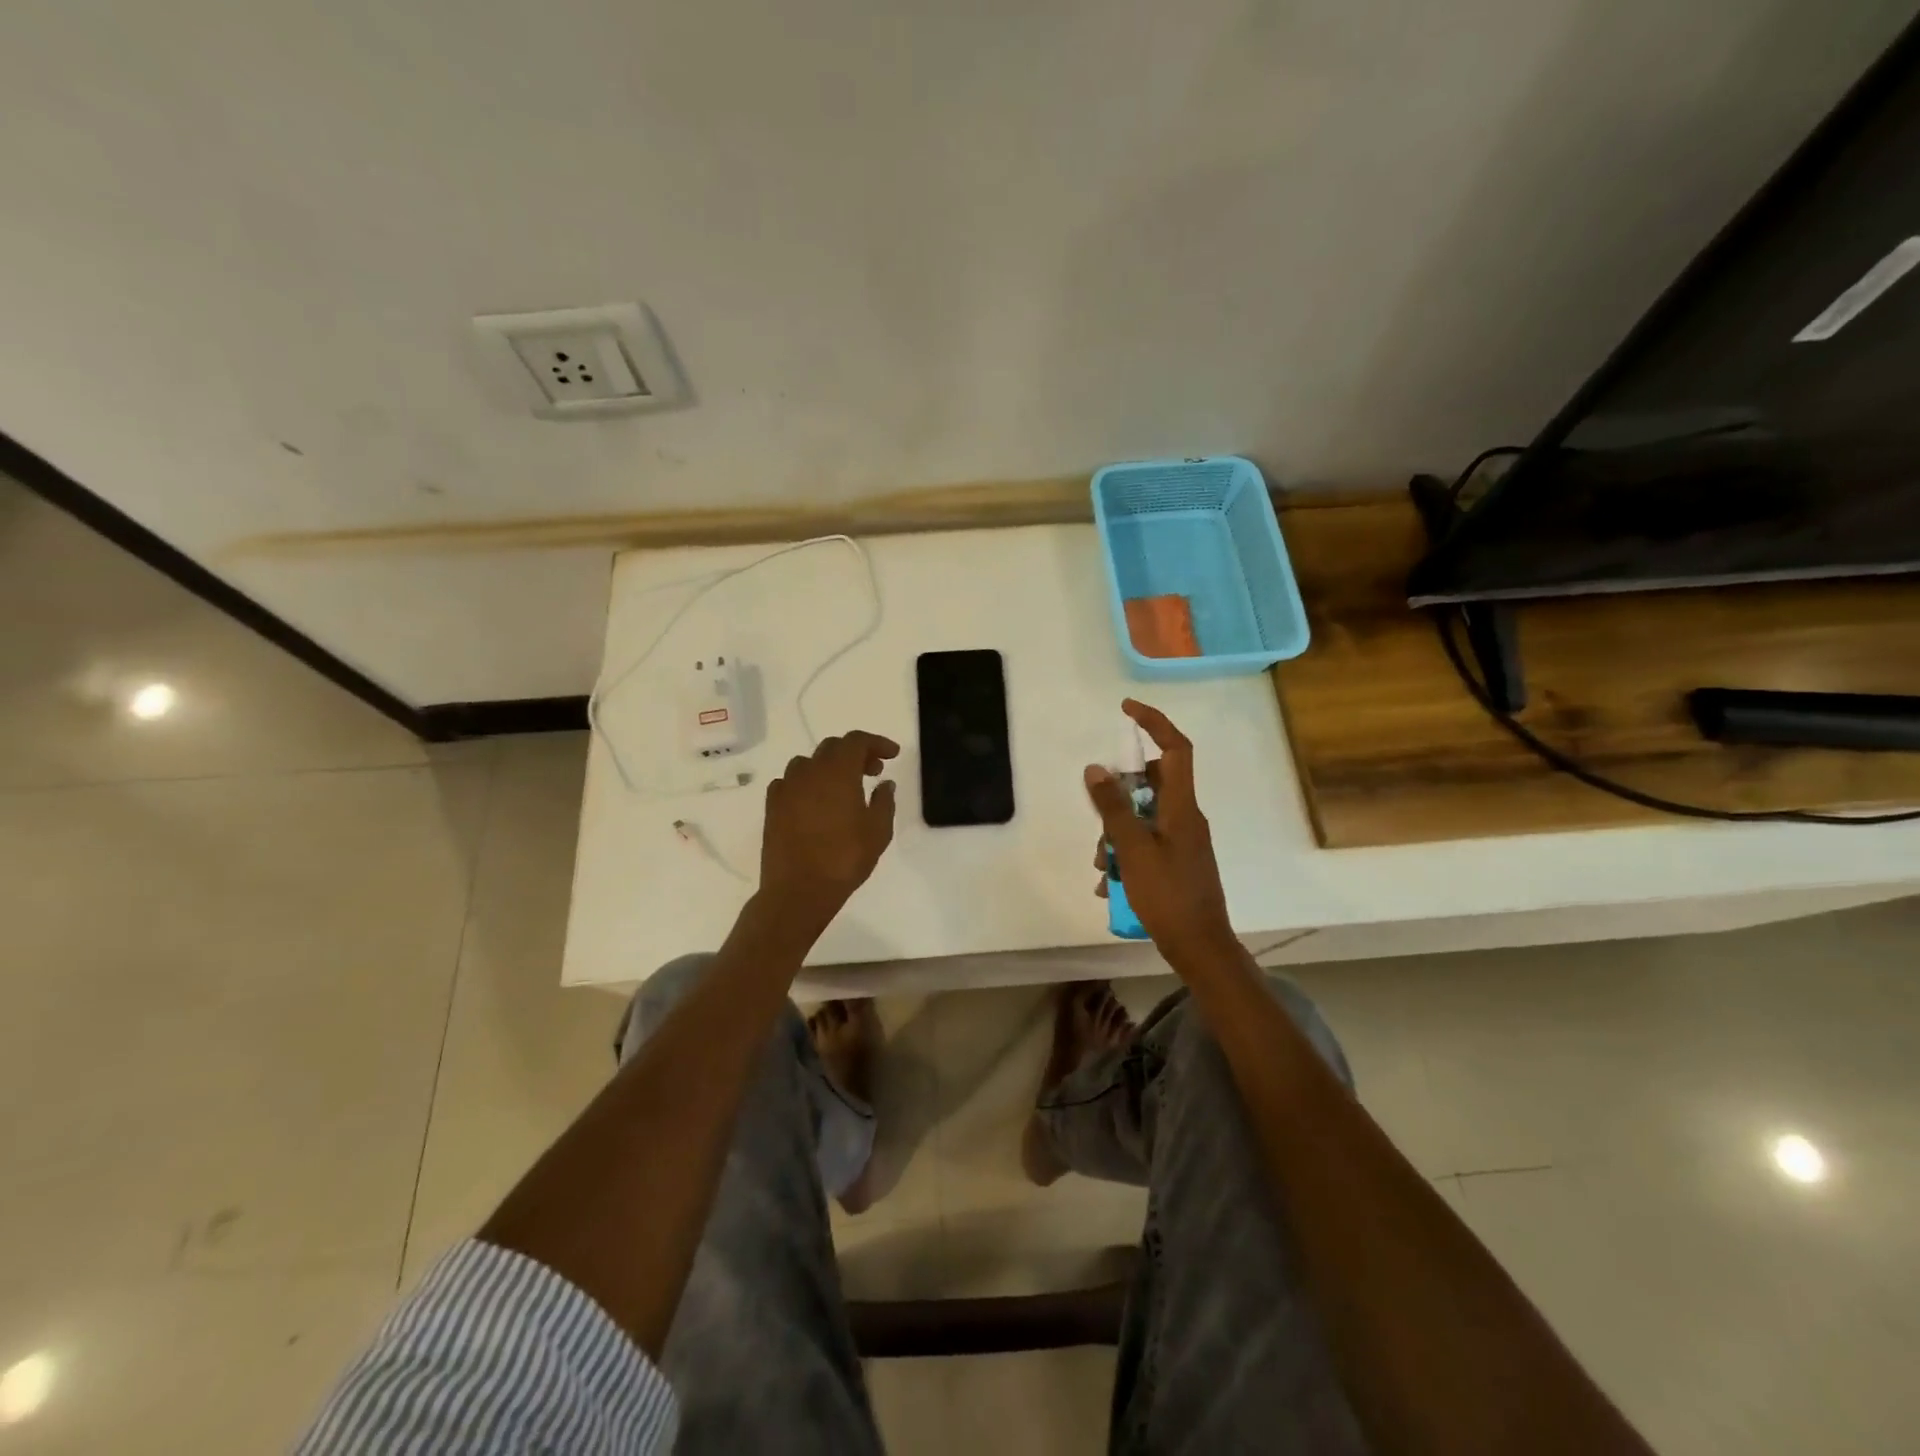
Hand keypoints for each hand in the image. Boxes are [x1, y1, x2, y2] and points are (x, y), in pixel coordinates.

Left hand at [759, 731, 899, 934]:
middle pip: (832, 747)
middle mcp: (809, 772)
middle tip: (873, 771)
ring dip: (829, 766)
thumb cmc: (845, 859)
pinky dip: (807, 783)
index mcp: (838, 772)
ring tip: (843, 787)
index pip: (856, 741)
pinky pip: (790, 782)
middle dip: (855, 753)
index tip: (892, 755)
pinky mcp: (772, 806)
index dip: (876, 743)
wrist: (799, 890)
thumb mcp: (878, 831)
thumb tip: (885, 783)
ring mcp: (787, 788)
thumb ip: (884, 801)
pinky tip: (815, 801)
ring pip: (808, 762)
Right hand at [1085, 700, 1234, 966]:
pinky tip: (1109, 884)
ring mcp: (1183, 841)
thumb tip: (1096, 768)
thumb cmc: (1168, 896)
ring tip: (1102, 867)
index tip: (1126, 709)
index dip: (1154, 723)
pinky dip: (1125, 856)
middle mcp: (1186, 818)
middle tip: (1099, 819)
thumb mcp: (1133, 850)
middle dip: (1118, 798)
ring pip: (1143, 818)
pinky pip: (1146, 844)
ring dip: (1116, 835)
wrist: (1200, 947)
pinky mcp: (1177, 862)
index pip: (1176, 749)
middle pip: (1151, 785)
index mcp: (1183, 807)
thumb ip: (1112, 808)